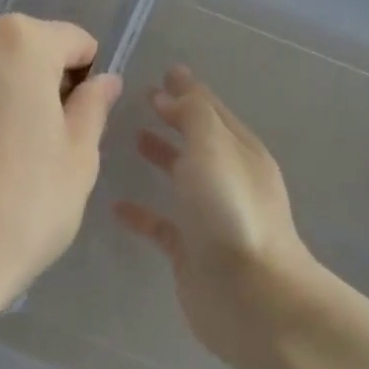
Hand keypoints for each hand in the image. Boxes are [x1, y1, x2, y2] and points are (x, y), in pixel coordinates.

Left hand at [0, 14, 123, 324]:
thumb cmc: (20, 208)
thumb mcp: (77, 161)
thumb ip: (92, 108)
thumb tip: (104, 81)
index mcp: (17, 43)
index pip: (71, 41)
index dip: (85, 77)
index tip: (79, 123)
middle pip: (19, 53)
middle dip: (36, 86)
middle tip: (39, 147)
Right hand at [115, 66, 320, 368]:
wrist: (251, 296)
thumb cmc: (231, 212)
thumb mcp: (214, 148)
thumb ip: (193, 114)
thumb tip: (174, 89)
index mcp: (240, 152)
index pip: (211, 111)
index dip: (188, 91)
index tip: (164, 72)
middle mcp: (228, 180)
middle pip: (198, 140)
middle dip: (174, 118)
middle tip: (142, 100)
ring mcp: (210, 217)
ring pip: (181, 178)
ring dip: (161, 157)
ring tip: (130, 139)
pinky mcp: (190, 251)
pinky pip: (161, 224)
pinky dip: (141, 212)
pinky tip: (116, 205)